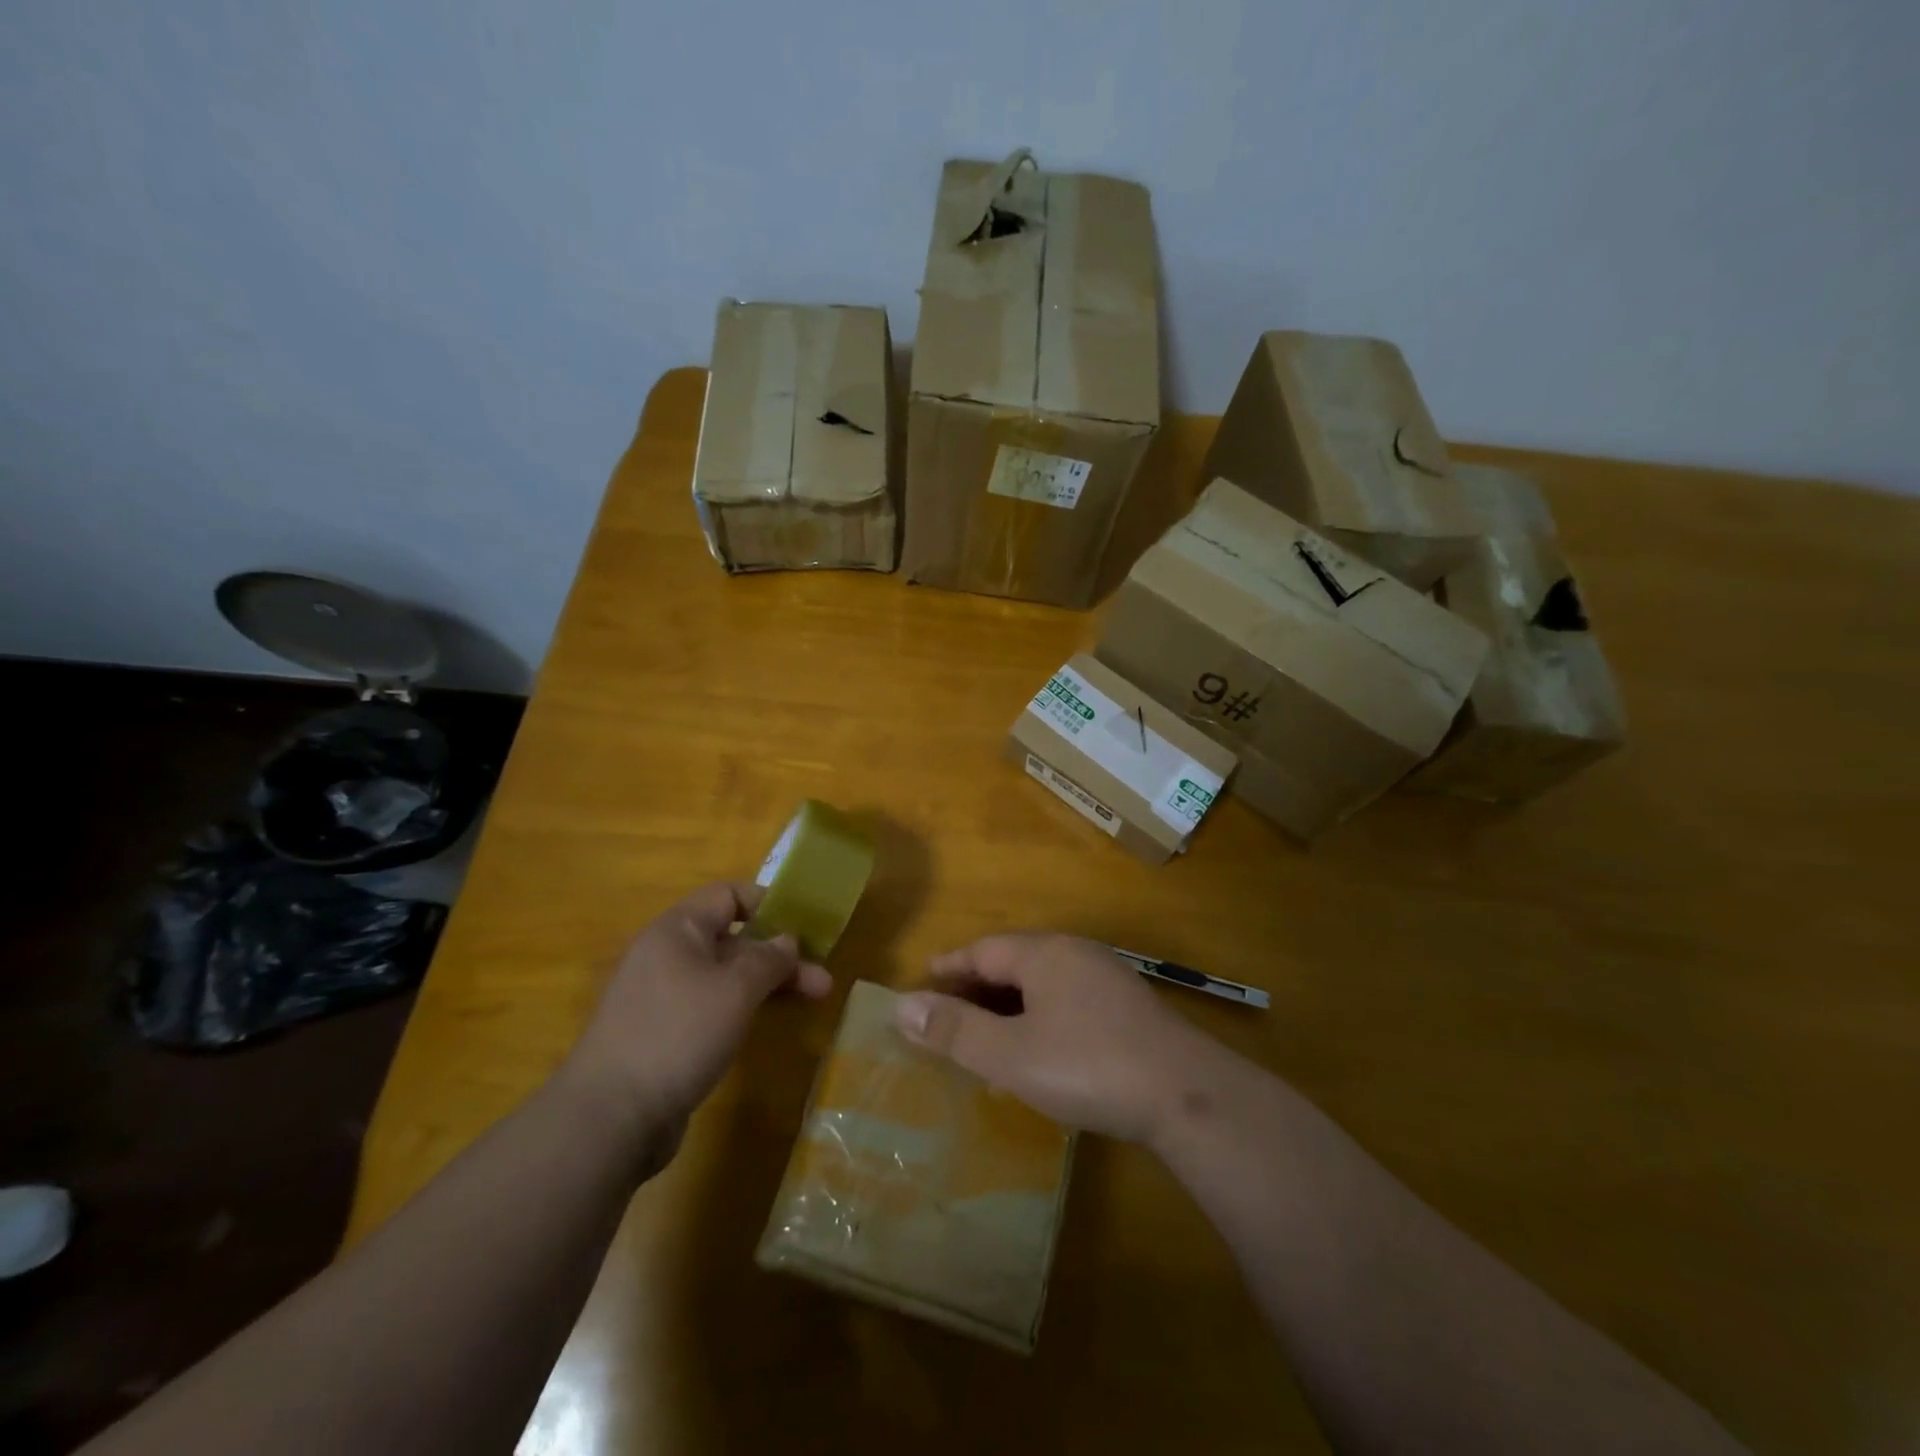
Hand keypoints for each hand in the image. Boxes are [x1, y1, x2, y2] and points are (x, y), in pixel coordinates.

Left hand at [563, 882, 831, 1159]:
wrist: (610, 1117)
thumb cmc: (679, 1032)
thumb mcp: (737, 988)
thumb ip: (769, 958)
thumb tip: (787, 940)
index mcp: (677, 930)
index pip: (727, 895)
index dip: (768, 903)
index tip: (805, 926)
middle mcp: (666, 955)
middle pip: (732, 939)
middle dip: (780, 955)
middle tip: (822, 980)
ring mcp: (662, 997)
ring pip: (725, 976)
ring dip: (768, 983)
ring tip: (813, 1000)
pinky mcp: (662, 1034)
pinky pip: (710, 1005)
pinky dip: (742, 1007)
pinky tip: (765, 1022)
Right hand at [894, 933, 1215, 1143]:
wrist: (1185, 1094)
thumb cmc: (1086, 1066)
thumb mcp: (1010, 1054)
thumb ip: (955, 1030)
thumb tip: (901, 1006)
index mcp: (1044, 953)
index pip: (983, 949)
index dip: (949, 966)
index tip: (922, 981)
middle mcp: (1075, 953)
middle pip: (1013, 961)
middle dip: (977, 987)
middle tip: (947, 1015)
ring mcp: (1107, 978)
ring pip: (1043, 983)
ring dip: (1009, 1005)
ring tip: (986, 1036)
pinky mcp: (1128, 1007)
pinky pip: (1068, 1000)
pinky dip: (1040, 1017)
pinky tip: (1038, 1050)